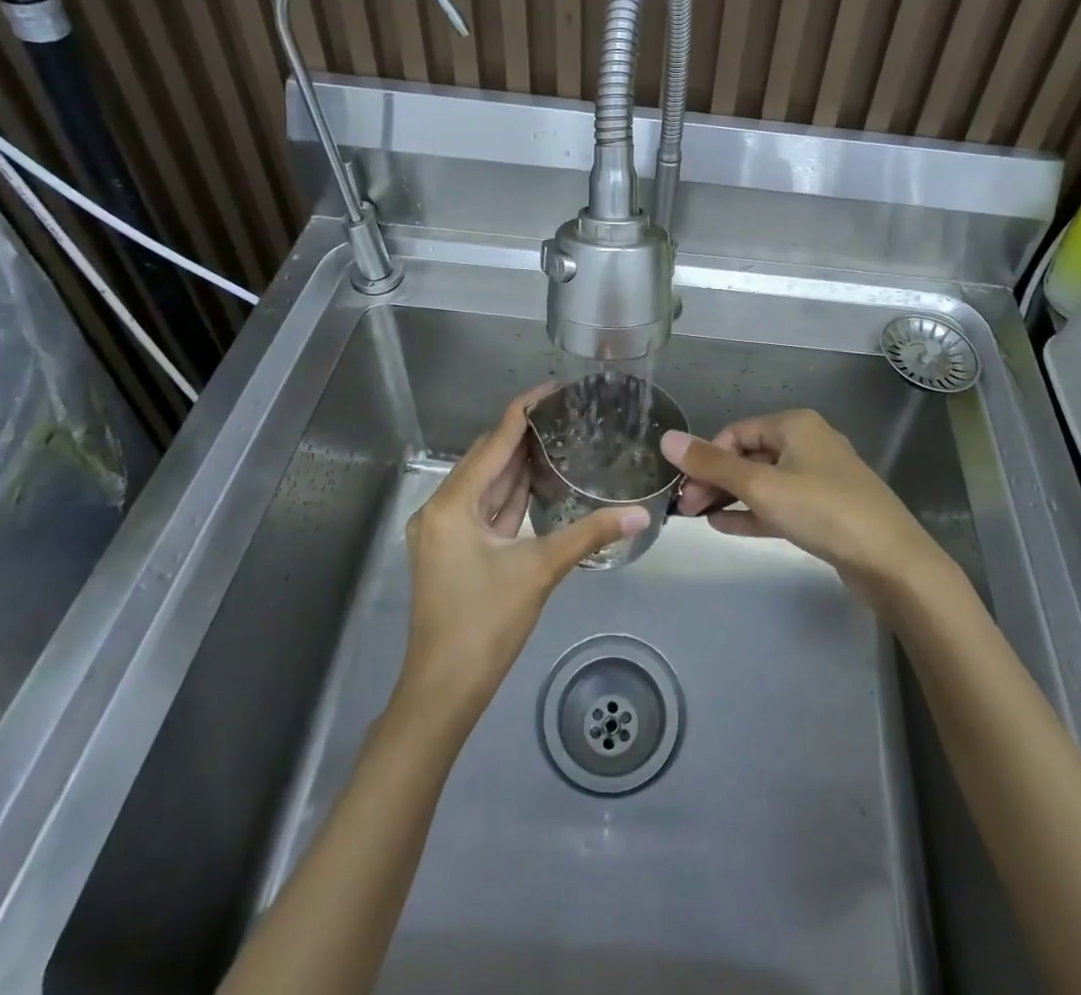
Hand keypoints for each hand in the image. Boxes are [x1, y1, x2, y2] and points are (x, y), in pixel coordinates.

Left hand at [399, 387, 648, 728]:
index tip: (554, 389)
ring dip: (517, 463)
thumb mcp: (539, 572)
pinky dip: (510, 493)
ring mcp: (444, 530)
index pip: (493, 442)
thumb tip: (638, 514)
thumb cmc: (485, 625)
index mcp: (453, 504)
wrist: (443, 690)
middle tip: (567, 414)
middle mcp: (442, 507)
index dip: (524, 411)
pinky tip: (538, 481)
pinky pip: (485, 507)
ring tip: (559, 438)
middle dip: (523, 434)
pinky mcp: (452, 548)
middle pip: (486, 458)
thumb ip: (589, 535)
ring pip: (486, 483)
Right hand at [660, 409, 943, 600]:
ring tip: (697, 517)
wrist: (892, 562)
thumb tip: (667, 439)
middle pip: (749, 456)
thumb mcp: (761, 486)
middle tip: (684, 508)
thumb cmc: (823, 511)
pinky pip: (779, 505)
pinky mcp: (825, 511)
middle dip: (715, 479)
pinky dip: (752, 513)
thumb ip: (712, 464)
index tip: (682, 488)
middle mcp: (807, 443)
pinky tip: (723, 527)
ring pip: (763, 482)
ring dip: (729, 497)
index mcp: (795, 425)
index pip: (736, 432)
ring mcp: (819, 479)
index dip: (706, 456)